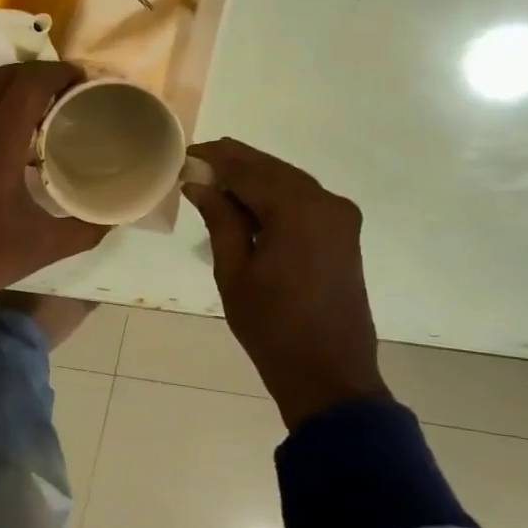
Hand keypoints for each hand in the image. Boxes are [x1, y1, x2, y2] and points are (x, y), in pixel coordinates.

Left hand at [0, 61, 108, 303]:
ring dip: (10, 93)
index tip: (82, 78)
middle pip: (3, 77)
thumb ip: (83, 229)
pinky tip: (3, 142)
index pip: (30, 83)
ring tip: (37, 115)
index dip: (58, 72)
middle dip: (36, 75)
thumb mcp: (42, 245)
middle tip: (63, 91)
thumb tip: (111, 219)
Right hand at [182, 138, 388, 430]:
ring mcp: (340, 217)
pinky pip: (302, 201)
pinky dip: (272, 197)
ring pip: (287, 182)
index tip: (183, 155)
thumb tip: (199, 184)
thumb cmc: (271, 326)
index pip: (247, 168)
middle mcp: (325, 201)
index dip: (214, 158)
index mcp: (297, 209)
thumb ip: (219, 219)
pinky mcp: (343, 233)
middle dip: (233, 164)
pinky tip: (245, 206)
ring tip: (212, 184)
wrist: (327, 373)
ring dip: (252, 180)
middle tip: (194, 166)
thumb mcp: (233, 272)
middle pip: (271, 169)